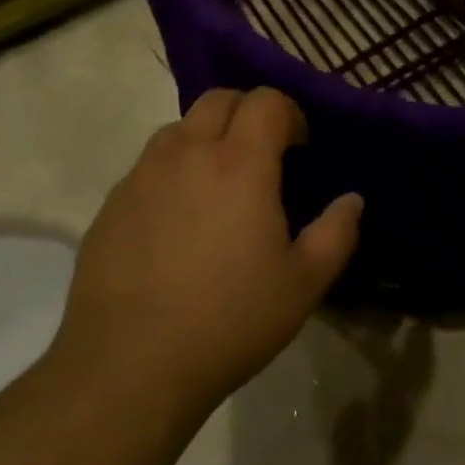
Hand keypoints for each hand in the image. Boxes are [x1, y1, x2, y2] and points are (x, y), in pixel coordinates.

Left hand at [59, 88, 363, 415]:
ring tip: (220, 184)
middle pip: (219, 99)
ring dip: (207, 137)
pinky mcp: (112, 203)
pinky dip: (173, 170)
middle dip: (248, 113)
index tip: (300, 147)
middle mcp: (187, 153)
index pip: (266, 101)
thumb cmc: (229, 321)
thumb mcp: (303, 285)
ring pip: (179, 128)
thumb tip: (351, 200)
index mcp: (239, 164)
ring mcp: (142, 175)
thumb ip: (336, 233)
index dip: (290, 113)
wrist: (129, 365)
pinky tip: (178, 220)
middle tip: (265, 155)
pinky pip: (149, 165)